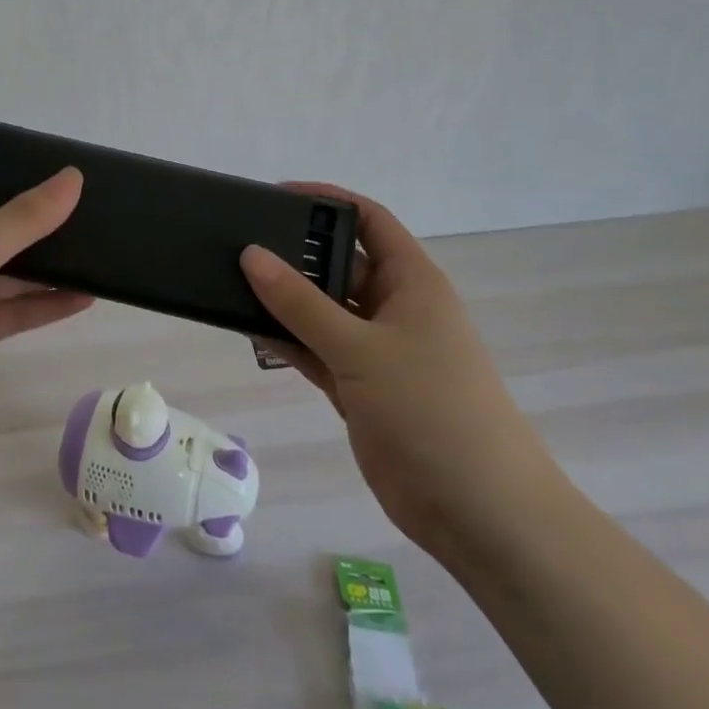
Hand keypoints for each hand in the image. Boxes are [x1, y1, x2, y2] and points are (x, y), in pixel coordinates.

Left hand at [0, 166, 91, 442]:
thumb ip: (24, 218)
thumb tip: (72, 176)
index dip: (22, 179)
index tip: (71, 177)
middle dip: (41, 227)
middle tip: (95, 216)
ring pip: (7, 272)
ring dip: (46, 269)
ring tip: (98, 257)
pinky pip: (8, 309)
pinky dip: (41, 304)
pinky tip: (83, 298)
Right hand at [241, 183, 558, 561]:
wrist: (478, 512)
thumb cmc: (430, 409)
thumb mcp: (361, 348)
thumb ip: (300, 303)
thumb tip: (251, 254)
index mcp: (411, 282)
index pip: (369, 220)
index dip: (327, 201)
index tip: (276, 196)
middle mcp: (394, 308)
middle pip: (339, 264)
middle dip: (295, 254)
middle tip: (238, 242)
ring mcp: (377, 350)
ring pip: (322, 311)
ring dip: (285, 301)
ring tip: (230, 281)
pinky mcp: (361, 388)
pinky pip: (316, 351)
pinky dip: (287, 342)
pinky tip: (248, 328)